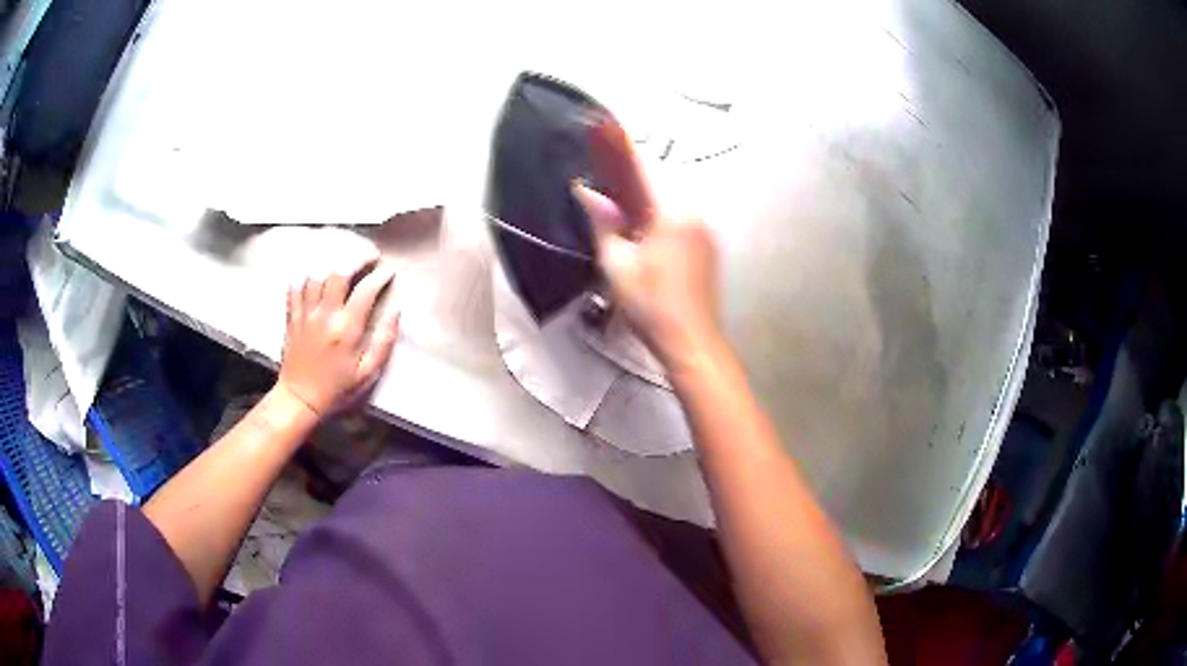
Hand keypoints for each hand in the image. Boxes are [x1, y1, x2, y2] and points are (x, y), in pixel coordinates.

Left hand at [278, 258, 399, 418]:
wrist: (300, 400)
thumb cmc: (337, 390)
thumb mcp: (368, 374)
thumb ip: (383, 342)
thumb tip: (396, 313)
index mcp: (346, 329)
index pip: (365, 290)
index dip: (380, 276)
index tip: (388, 272)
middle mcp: (325, 315)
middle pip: (339, 273)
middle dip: (357, 259)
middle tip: (369, 257)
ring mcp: (305, 314)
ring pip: (316, 275)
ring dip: (331, 265)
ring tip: (343, 264)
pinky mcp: (292, 317)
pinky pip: (295, 287)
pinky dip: (305, 277)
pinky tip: (314, 276)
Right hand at [574, 121, 723, 369]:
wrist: (692, 344)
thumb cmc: (652, 307)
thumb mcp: (617, 265)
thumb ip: (603, 222)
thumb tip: (588, 192)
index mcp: (672, 213)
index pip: (642, 168)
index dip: (620, 145)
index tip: (605, 124)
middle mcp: (694, 213)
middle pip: (658, 181)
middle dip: (631, 177)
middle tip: (605, 182)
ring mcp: (705, 229)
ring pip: (670, 199)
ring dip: (645, 197)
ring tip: (620, 208)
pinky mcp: (708, 245)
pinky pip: (679, 216)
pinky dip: (659, 213)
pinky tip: (644, 230)